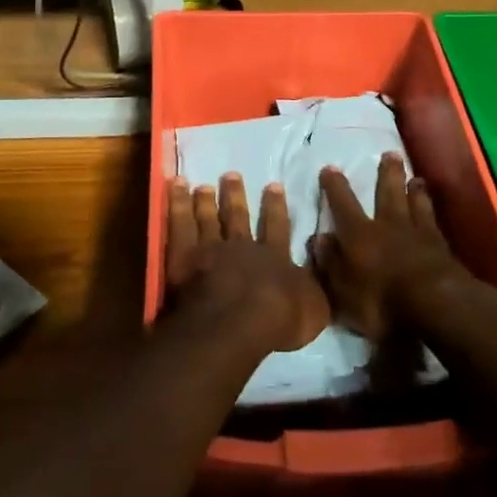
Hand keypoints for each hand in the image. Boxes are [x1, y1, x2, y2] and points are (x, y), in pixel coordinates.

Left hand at [165, 173, 329, 354]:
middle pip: (236, 217)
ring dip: (205, 200)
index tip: (273, 185)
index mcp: (273, 257)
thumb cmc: (279, 318)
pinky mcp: (184, 257)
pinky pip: (179, 224)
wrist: (238, 321)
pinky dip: (176, 204)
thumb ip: (315, 287)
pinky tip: (175, 187)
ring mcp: (211, 249)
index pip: (276, 226)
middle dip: (234, 196)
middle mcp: (241, 247)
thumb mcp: (315, 307)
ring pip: (207, 218)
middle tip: (231, 175)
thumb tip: (320, 269)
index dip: (275, 207)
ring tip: (202, 185)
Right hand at [313, 152, 465, 341]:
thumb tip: (318, 238)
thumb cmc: (381, 302)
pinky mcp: (441, 246)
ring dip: (413, 189)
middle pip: (387, 193)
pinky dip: (431, 210)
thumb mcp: (342, 292)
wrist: (435, 305)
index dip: (335, 187)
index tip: (330, 168)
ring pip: (414, 202)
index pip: (343, 205)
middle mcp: (387, 225)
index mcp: (359, 235)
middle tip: (389, 153)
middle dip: (387, 173)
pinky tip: (433, 207)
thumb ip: (329, 263)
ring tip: (415, 178)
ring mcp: (417, 233)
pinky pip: (433, 220)